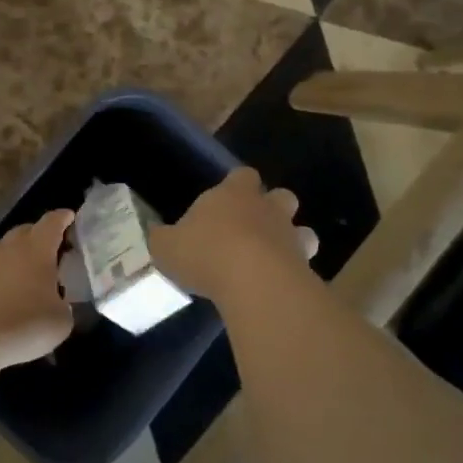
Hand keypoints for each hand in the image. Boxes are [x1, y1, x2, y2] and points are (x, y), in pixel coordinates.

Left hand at [0, 208, 75, 374]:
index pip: (53, 221)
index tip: (71, 218)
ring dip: (18, 255)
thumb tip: (58, 302)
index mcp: (37, 248)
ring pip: (6, 248)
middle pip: (27, 230)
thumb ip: (65, 305)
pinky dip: (1, 274)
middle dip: (41, 236)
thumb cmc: (23, 325)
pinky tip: (6, 293)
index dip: (63, 218)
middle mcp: (9, 246)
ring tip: (28, 274)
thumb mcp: (61, 322)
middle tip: (53, 253)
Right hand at [150, 169, 318, 305]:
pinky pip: (303, 264)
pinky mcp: (305, 266)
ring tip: (271, 260)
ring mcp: (290, 236)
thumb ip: (162, 238)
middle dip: (272, 209)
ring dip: (290, 241)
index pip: (242, 175)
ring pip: (302, 230)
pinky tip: (277, 287)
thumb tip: (157, 234)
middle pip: (281, 197)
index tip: (225, 201)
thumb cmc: (206, 252)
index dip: (237, 185)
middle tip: (252, 230)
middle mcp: (267, 208)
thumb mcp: (166, 246)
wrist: (255, 281)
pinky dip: (294, 272)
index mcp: (234, 193)